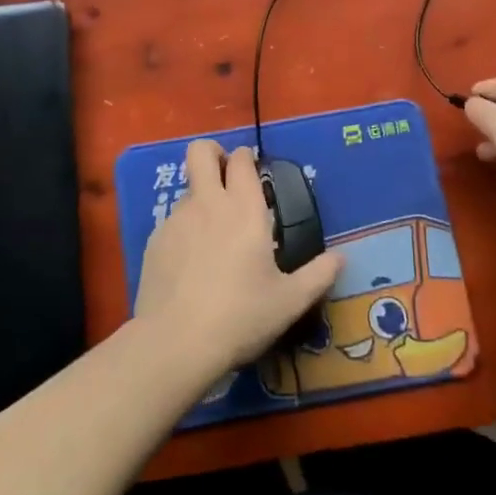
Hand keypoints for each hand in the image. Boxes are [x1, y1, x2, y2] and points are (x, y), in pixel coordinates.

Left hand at [134, 140, 342, 377]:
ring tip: (213, 236)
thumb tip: (341, 258)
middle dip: (213, 153)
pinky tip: (191, 265)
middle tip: (225, 175)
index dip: (246, 157)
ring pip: (188, 189)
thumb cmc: (240, 316)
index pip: (241, 160)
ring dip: (201, 198)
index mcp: (244, 209)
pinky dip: (184, 231)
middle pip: (201, 152)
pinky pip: (172, 222)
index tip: (253, 169)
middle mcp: (208, 203)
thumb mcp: (289, 301)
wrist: (176, 342)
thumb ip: (318, 275)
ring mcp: (176, 220)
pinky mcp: (154, 241)